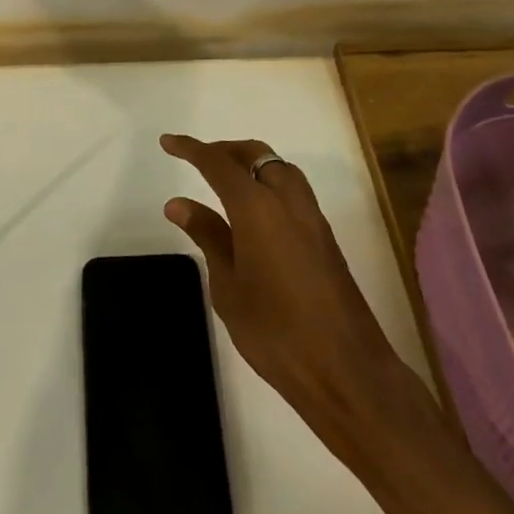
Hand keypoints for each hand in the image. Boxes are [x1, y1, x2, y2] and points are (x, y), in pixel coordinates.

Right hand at [160, 134, 435, 445]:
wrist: (346, 370)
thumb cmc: (275, 332)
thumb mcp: (228, 286)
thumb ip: (207, 236)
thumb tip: (179, 203)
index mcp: (257, 208)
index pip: (218, 163)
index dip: (191, 149)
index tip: (168, 142)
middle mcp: (288, 201)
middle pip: (255, 155)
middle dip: (224, 151)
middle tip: (196, 160)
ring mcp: (312, 217)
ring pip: (279, 168)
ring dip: (251, 164)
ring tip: (224, 181)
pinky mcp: (325, 237)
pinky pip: (293, 191)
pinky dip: (268, 184)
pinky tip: (255, 212)